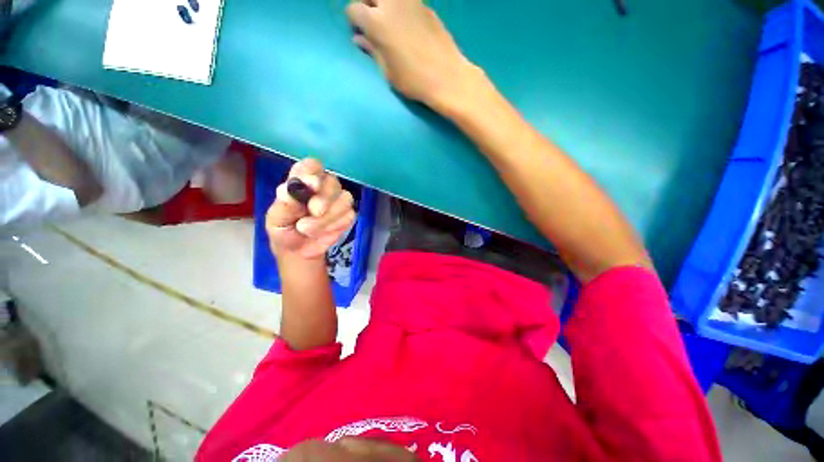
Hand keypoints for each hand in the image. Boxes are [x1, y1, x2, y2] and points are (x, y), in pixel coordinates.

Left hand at [266, 159, 355, 259]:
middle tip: (313, 212)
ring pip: (344, 199)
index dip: (313, 173)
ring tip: (309, 229)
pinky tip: (323, 232)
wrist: (298, 252)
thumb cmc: (284, 230)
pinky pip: (349, 216)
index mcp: (302, 179)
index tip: (311, 185)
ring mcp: (338, 199)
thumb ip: (285, 205)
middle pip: (332, 181)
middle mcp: (323, 185)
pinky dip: (335, 225)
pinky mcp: (348, 214)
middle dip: (324, 199)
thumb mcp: (277, 219)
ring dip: (328, 217)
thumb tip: (288, 189)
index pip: (312, 165)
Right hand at [345, 0, 483, 112]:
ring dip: (385, 5)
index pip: (354, 9)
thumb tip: (359, 39)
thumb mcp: (388, 71)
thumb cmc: (413, 80)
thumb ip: (372, 50)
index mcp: (376, 22)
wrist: (446, 76)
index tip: (360, 33)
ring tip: (390, 22)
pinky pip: (407, 1)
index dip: (354, 21)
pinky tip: (408, 25)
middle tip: (373, 23)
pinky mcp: (426, 6)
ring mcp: (411, 2)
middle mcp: (391, 4)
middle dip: (367, 5)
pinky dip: (401, 8)